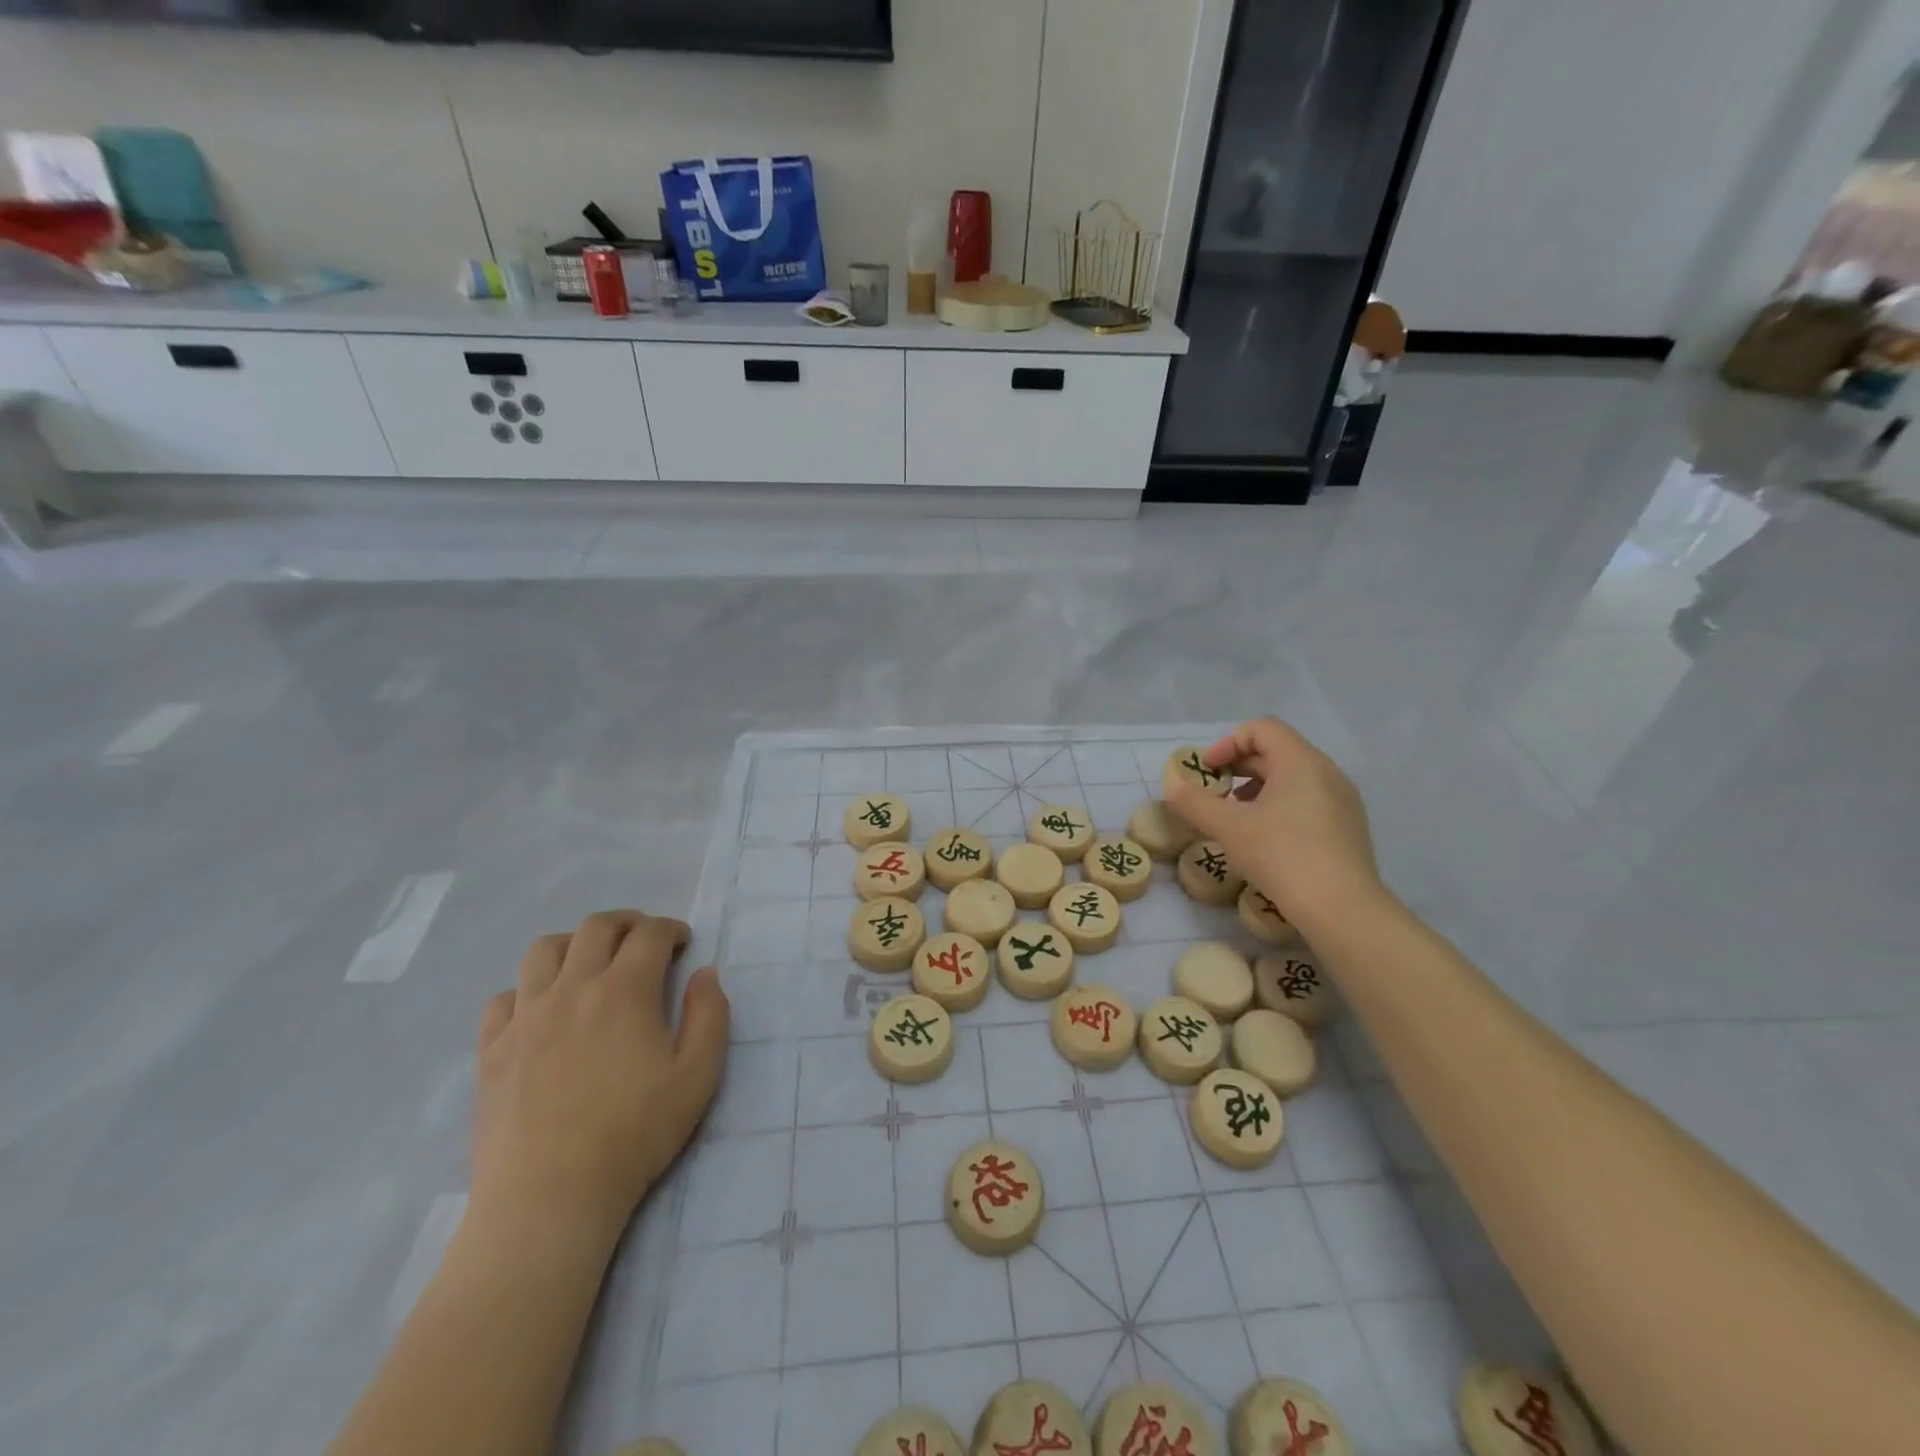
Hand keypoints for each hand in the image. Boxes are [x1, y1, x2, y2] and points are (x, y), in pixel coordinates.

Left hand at [471, 910, 728, 1231]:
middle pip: (596, 927)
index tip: (682, 944)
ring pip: (543, 949)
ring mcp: (526, 1017)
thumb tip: (705, 973)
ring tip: (590, 963)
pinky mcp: (491, 1049)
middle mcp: (573, 988)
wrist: (550, 1195)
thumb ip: (710, 1015)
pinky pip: (503, 997)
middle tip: (644, 941)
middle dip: (627, 923)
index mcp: (625, 991)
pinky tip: (542, 1010)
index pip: (649, 934)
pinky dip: (527, 989)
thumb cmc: (634, 1133)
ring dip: (574, 943)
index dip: (671, 929)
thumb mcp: (698, 1075)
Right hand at [1162, 716, 1383, 932]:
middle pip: (1277, 751)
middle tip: (1214, 794)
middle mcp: (1327, 772)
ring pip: (1293, 778)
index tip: (1209, 772)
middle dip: (1239, 767)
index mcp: (1300, 762)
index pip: (1261, 729)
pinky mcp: (1348, 827)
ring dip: (1258, 788)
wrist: (1342, 909)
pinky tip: (1266, 839)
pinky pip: (1309, 800)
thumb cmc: (1282, 856)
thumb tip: (1171, 784)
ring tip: (1236, 818)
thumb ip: (1194, 802)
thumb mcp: (1228, 828)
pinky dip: (1280, 806)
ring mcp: (1343, 800)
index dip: (1227, 743)